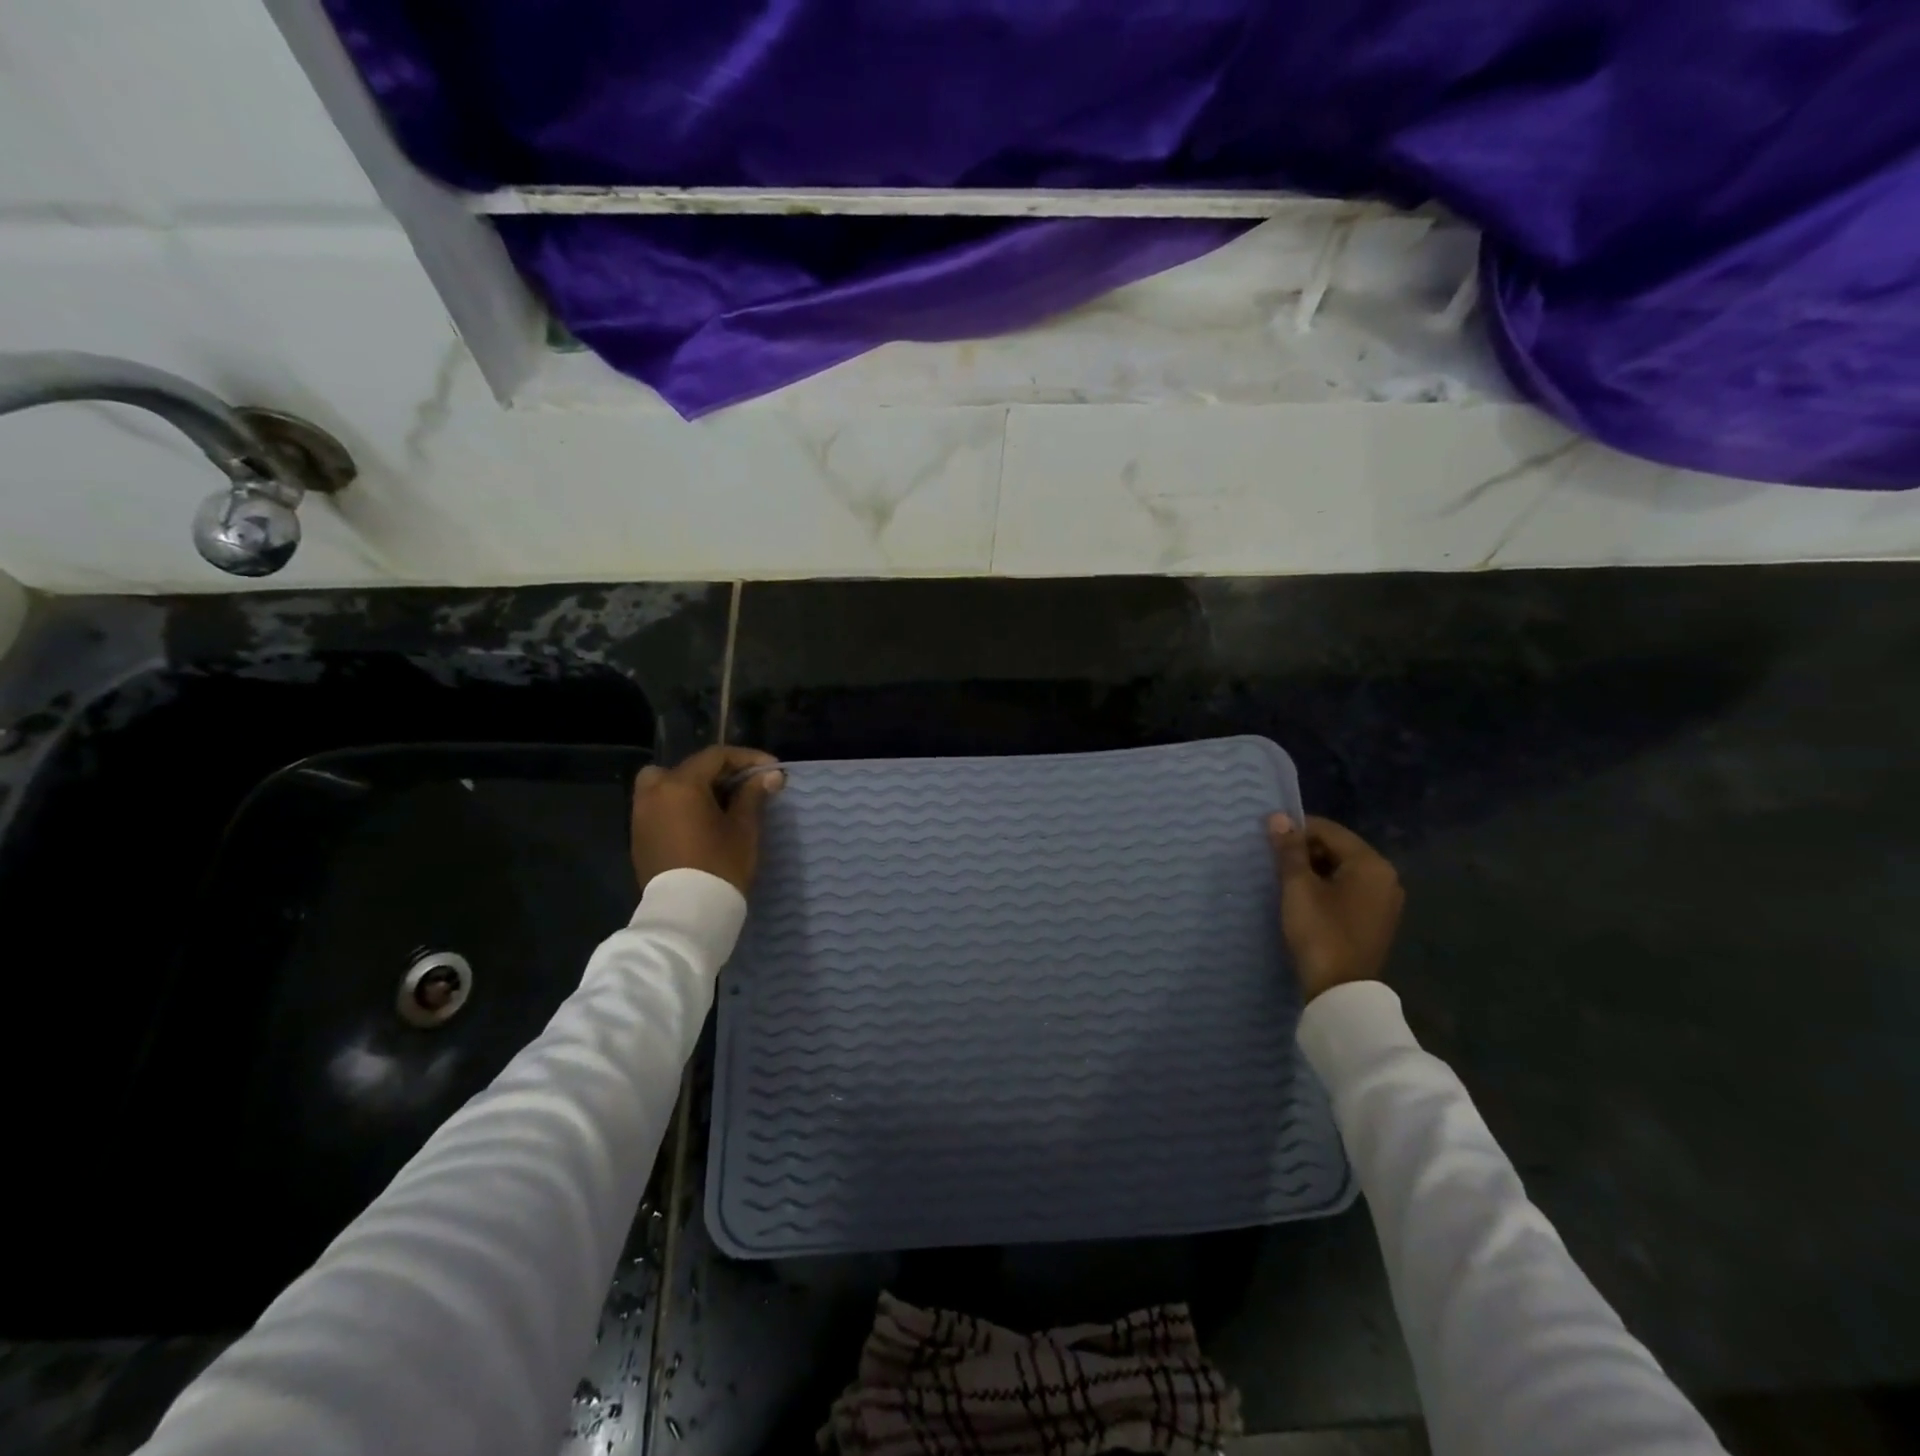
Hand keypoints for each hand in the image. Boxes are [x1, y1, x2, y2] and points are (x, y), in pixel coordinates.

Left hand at [630, 746, 785, 894]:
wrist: (686, 916)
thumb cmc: (720, 866)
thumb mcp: (744, 828)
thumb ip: (754, 795)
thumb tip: (771, 775)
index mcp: (680, 785)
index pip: (716, 756)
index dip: (747, 759)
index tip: (772, 770)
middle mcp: (654, 793)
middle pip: (689, 767)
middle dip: (720, 771)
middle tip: (745, 786)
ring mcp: (641, 815)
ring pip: (667, 785)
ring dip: (695, 787)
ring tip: (722, 804)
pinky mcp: (639, 836)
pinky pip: (660, 806)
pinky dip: (680, 805)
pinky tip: (702, 822)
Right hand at [1268, 813, 1403, 1002]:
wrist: (1340, 991)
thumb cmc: (1320, 931)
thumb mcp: (1298, 887)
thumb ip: (1289, 850)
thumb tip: (1278, 817)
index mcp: (1371, 864)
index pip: (1328, 830)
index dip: (1296, 830)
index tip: (1269, 840)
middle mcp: (1386, 877)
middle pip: (1338, 848)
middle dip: (1305, 851)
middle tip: (1274, 862)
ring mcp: (1385, 900)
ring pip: (1342, 870)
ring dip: (1314, 870)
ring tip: (1285, 880)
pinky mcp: (1377, 919)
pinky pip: (1349, 890)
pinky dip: (1326, 888)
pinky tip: (1304, 899)